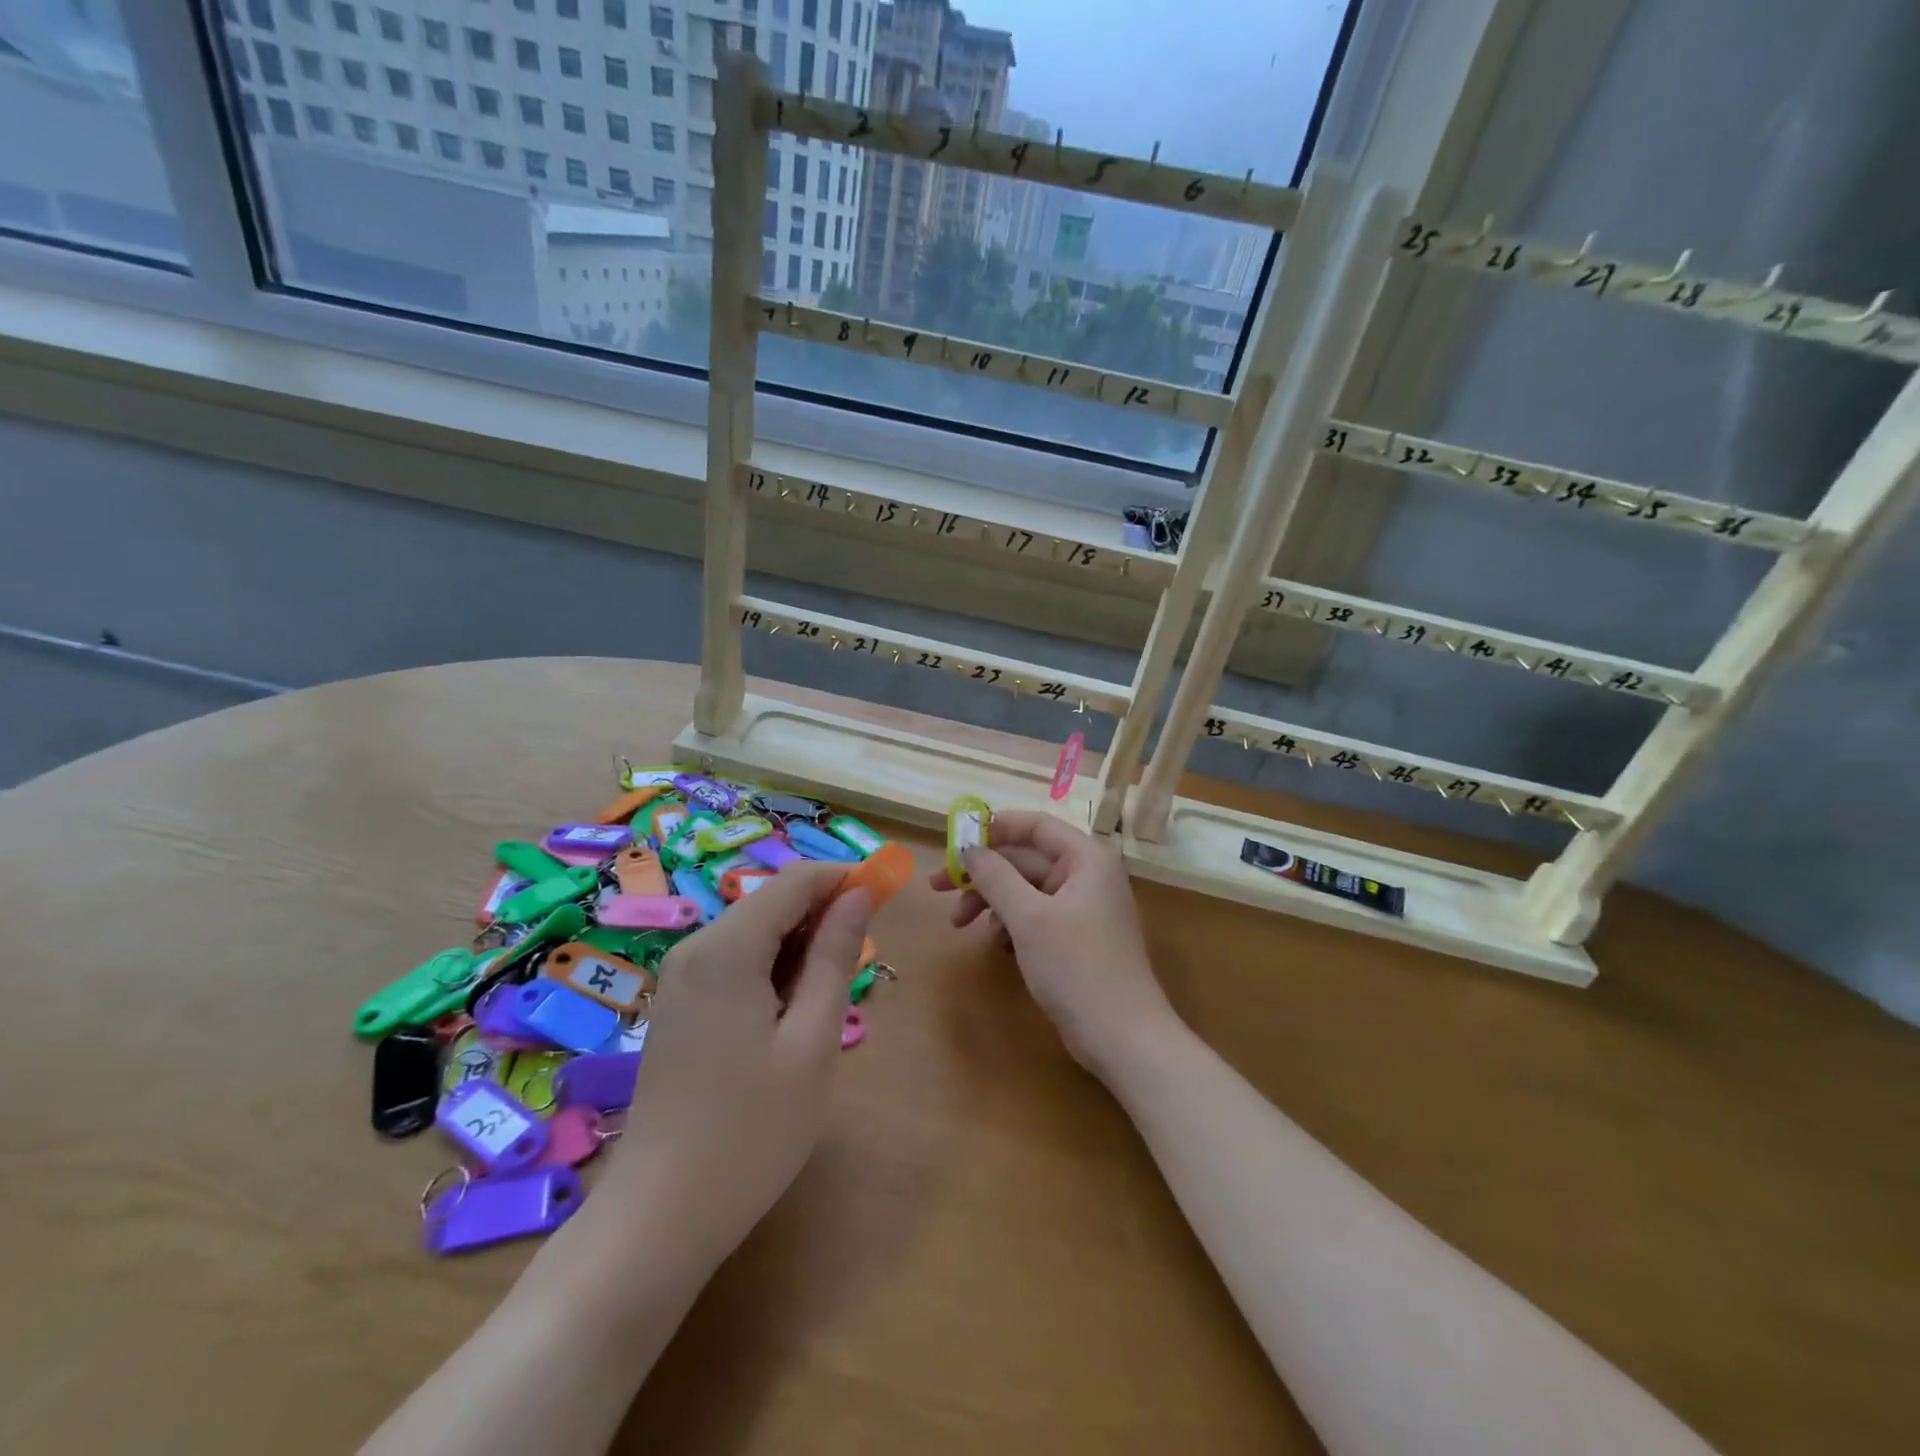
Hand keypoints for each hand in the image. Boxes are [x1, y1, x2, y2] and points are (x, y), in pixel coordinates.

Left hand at [598, 862, 871, 1269]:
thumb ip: (835, 956)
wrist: (658, 1218)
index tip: (887, 897)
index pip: (796, 880)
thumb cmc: (751, 1131)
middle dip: (824, 914)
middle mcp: (696, 948)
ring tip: (827, 1000)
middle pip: (772, 902)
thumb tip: (859, 894)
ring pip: (755, 932)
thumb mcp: (812, 1041)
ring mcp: (680, 977)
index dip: (845, 878)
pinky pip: (734, 962)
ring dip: (800, 946)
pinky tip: (789, 1017)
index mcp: (727, 947)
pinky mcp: (677, 1005)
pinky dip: (771, 969)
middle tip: (862, 962)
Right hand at [930, 811, 1177, 1076]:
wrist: (1123, 1038)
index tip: (955, 841)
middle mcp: (1087, 875)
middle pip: (1025, 858)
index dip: (994, 828)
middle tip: (938, 887)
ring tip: (959, 924)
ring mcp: (1083, 908)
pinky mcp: (1076, 938)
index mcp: (1086, 858)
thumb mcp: (1029, 917)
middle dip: (982, 873)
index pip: (1035, 825)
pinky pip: (1036, 915)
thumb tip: (969, 848)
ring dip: (991, 901)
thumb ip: (995, 876)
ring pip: (1026, 889)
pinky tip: (996, 943)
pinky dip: (1011, 923)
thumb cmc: (1077, 967)